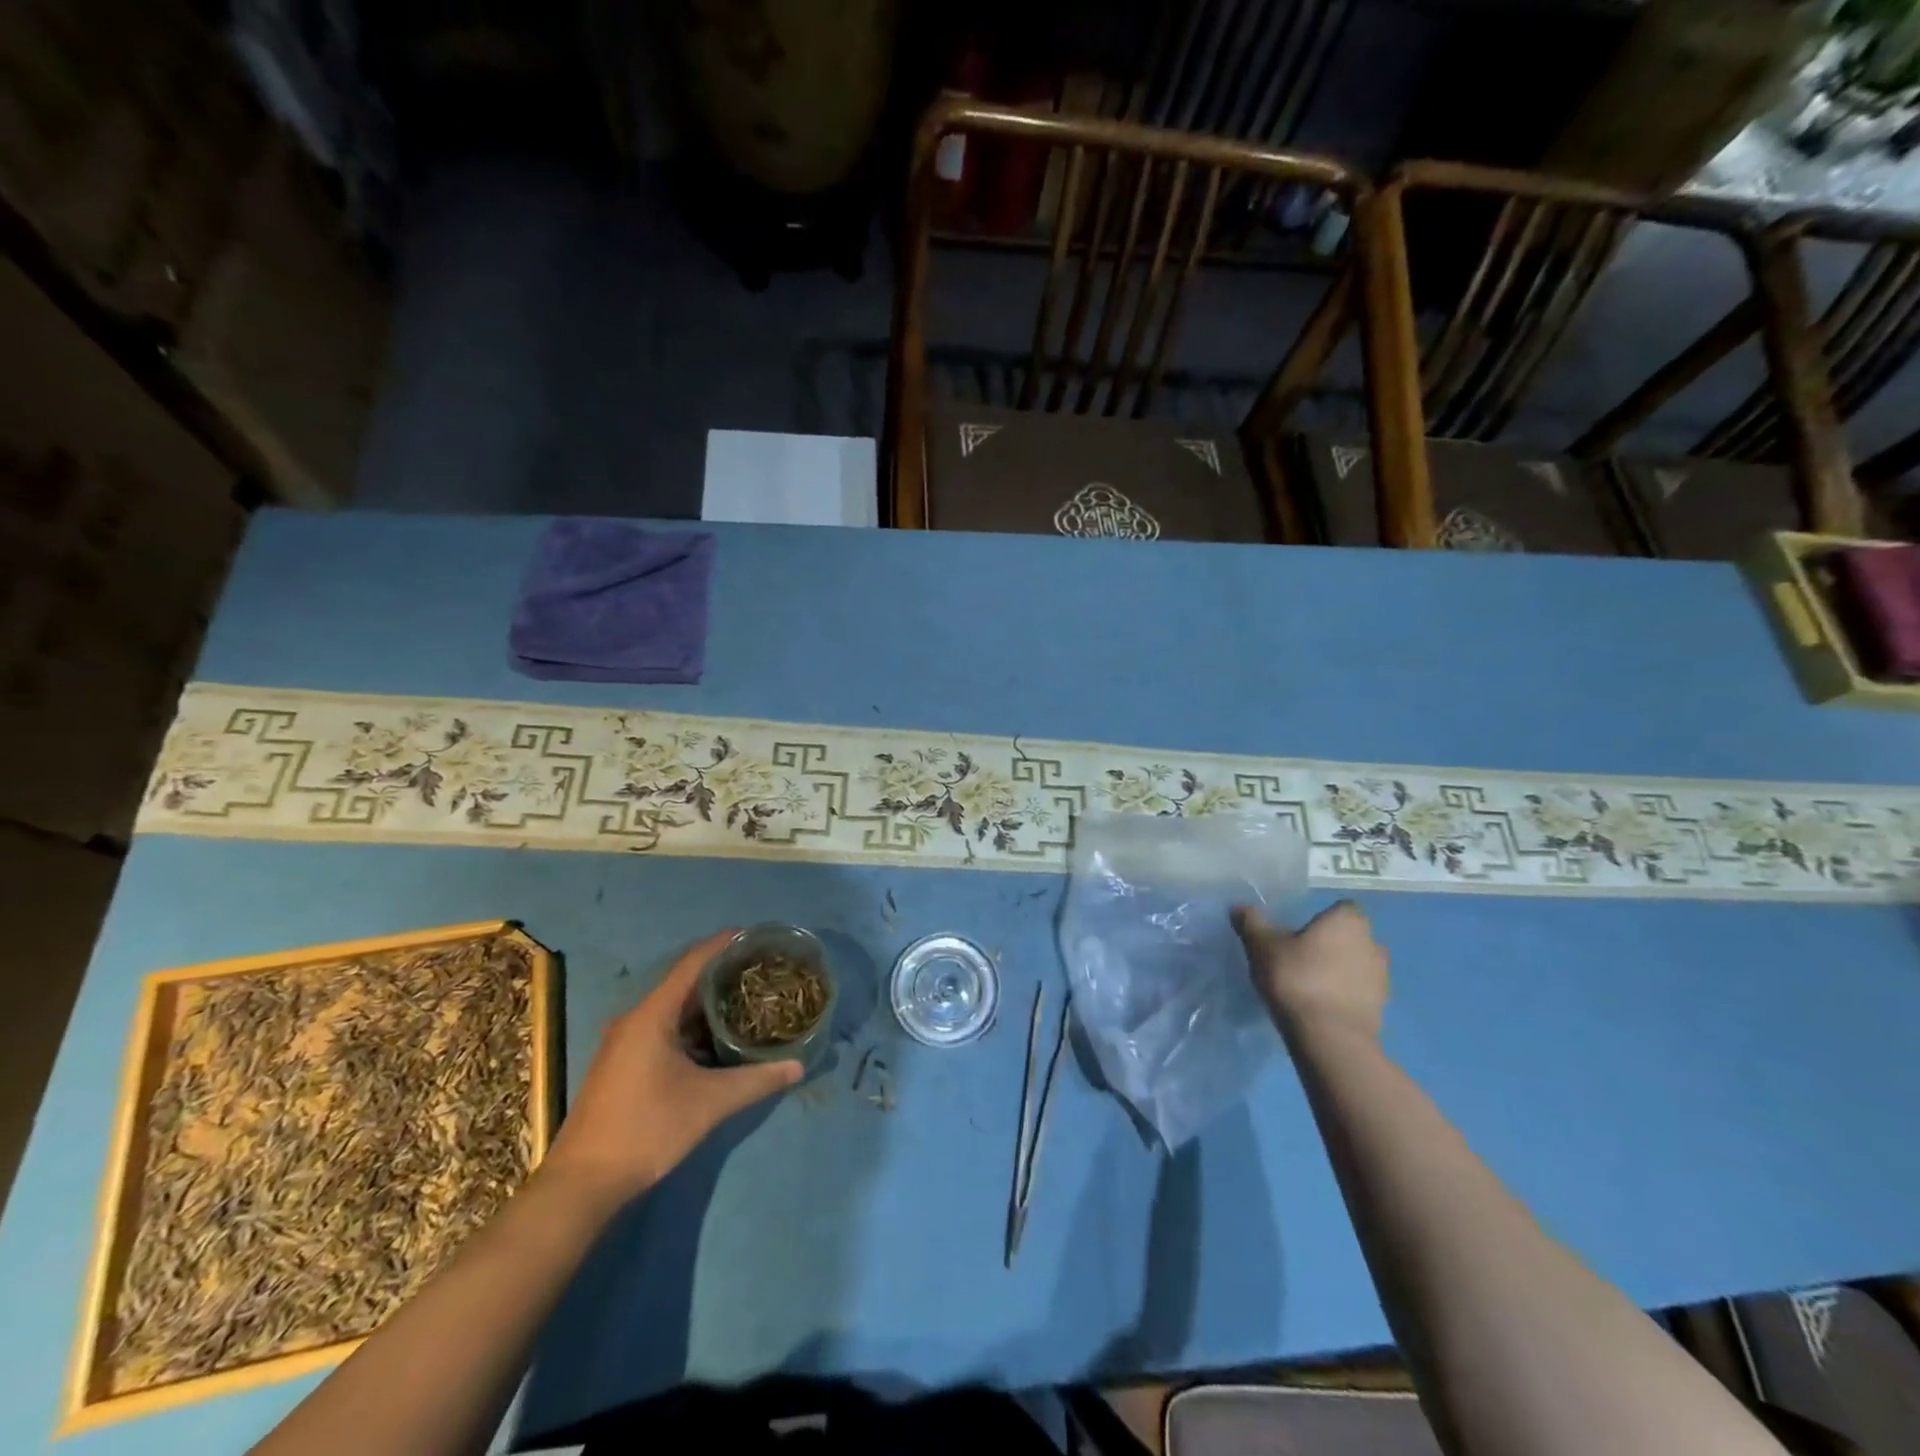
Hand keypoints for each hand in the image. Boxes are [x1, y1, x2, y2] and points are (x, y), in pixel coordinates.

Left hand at [542, 929, 802, 1206]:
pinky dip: (693, 1026)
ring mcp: (625, 1043)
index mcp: (652, 1015)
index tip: (753, 934)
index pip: (692, 963)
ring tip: (746, 999)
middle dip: (721, 973)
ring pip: (674, 1009)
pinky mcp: (623, 1063)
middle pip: (684, 983)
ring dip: (708, 1003)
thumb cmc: (646, 1130)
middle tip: (759, 969)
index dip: (722, 944)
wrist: (582, 1184)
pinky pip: (664, 1028)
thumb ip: (756, 1080)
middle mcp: (635, 1019)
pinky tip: (718, 1038)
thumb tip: (798, 1066)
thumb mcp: (708, 1103)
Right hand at [1232, 900, 1388, 1041]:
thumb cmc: (1296, 978)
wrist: (1329, 1037)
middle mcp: (1372, 943)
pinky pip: (1361, 992)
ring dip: (1341, 970)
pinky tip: (1321, 1006)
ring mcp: (1381, 977)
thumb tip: (1239, 907)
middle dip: (1333, 944)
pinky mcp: (1381, 1008)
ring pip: (1359, 965)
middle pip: (1352, 936)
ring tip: (1311, 985)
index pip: (1341, 908)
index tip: (1302, 932)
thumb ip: (1252, 923)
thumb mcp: (1262, 946)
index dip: (1323, 918)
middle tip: (1302, 957)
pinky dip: (1346, 995)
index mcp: (1347, 921)